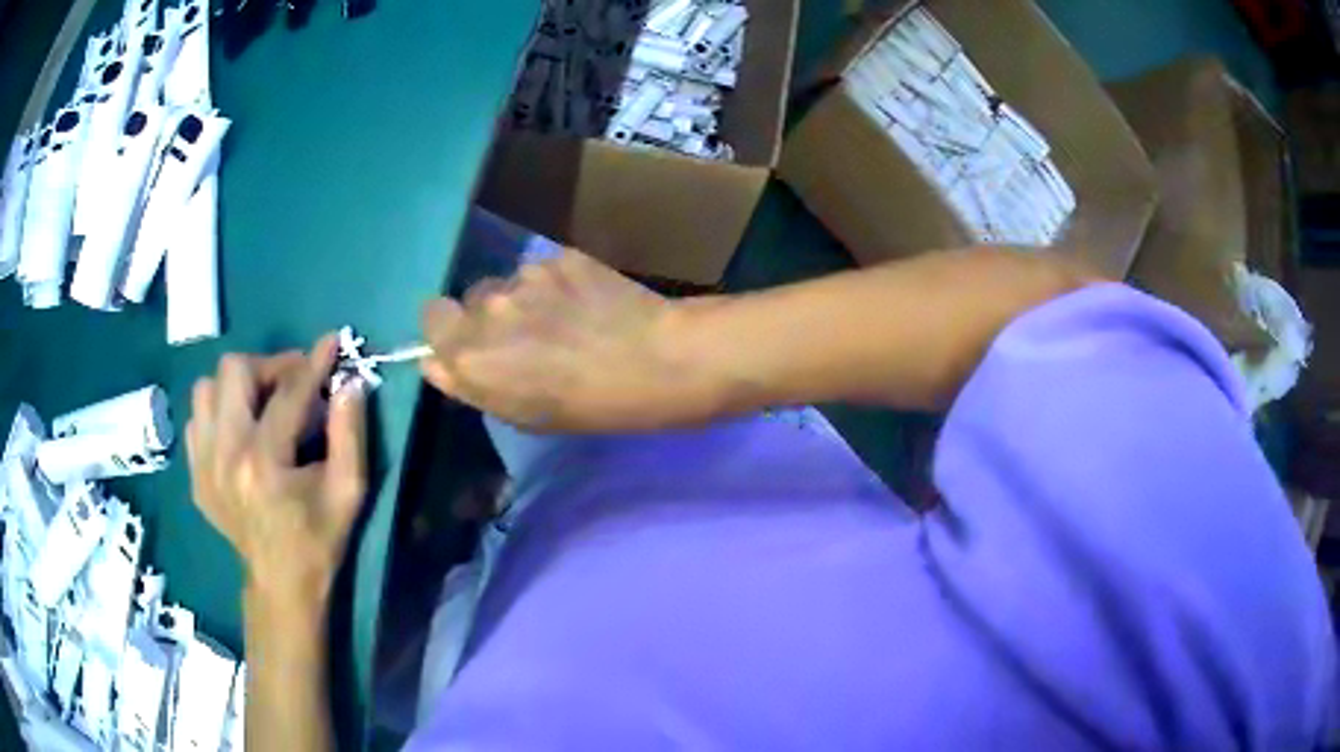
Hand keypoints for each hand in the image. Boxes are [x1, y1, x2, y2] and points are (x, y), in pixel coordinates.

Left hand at [186, 335, 367, 608]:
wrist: (280, 584)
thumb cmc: (319, 540)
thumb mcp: (349, 492)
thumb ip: (350, 433)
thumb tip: (349, 382)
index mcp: (264, 463)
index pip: (288, 392)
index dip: (313, 362)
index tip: (332, 342)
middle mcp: (224, 455)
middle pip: (233, 371)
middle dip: (268, 366)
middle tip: (292, 382)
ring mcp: (203, 465)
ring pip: (207, 389)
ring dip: (238, 387)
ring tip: (261, 406)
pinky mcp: (194, 474)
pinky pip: (197, 419)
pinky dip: (219, 414)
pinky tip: (240, 432)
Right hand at [421, 247, 719, 432]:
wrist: (655, 362)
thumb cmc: (589, 407)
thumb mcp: (521, 415)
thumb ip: (469, 384)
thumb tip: (435, 362)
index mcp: (471, 354)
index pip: (430, 318)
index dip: (448, 329)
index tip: (470, 343)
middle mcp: (487, 309)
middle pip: (468, 300)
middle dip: (486, 316)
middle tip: (524, 336)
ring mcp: (524, 278)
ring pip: (506, 283)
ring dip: (521, 299)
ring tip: (563, 319)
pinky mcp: (557, 256)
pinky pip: (540, 270)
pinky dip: (554, 284)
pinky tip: (585, 302)